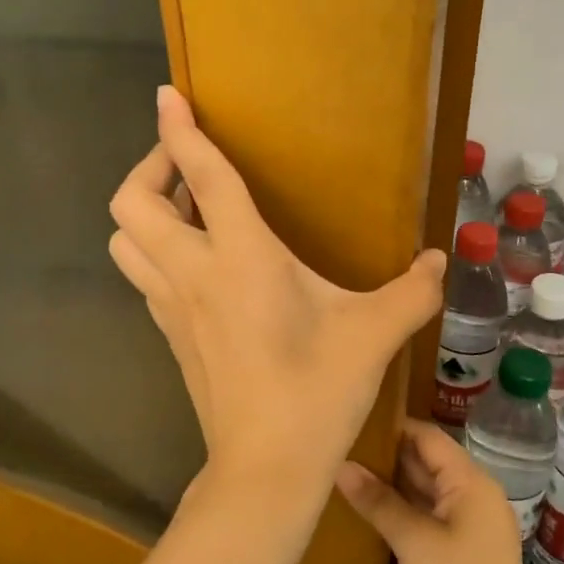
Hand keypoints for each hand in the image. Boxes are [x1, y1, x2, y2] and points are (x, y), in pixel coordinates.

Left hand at [108, 87, 446, 522]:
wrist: (265, 468)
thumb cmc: (317, 393)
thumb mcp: (374, 334)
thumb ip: (412, 291)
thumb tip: (439, 261)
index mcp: (241, 258)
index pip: (201, 176)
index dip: (179, 129)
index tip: (168, 95)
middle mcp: (193, 272)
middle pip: (131, 202)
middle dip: (149, 167)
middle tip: (188, 165)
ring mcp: (171, 306)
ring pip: (124, 240)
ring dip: (144, 211)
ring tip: (186, 208)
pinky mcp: (168, 333)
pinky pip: (142, 275)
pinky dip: (154, 250)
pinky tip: (196, 260)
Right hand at [336, 420, 542, 563]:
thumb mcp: (412, 541)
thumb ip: (377, 499)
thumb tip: (341, 465)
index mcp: (473, 483)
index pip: (429, 437)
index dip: (393, 427)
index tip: (354, 422)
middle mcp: (477, 495)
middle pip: (429, 460)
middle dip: (388, 454)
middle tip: (342, 446)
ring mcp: (472, 524)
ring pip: (428, 488)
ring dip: (394, 481)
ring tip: (348, 471)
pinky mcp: (464, 549)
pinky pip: (430, 512)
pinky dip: (404, 506)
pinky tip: (372, 507)